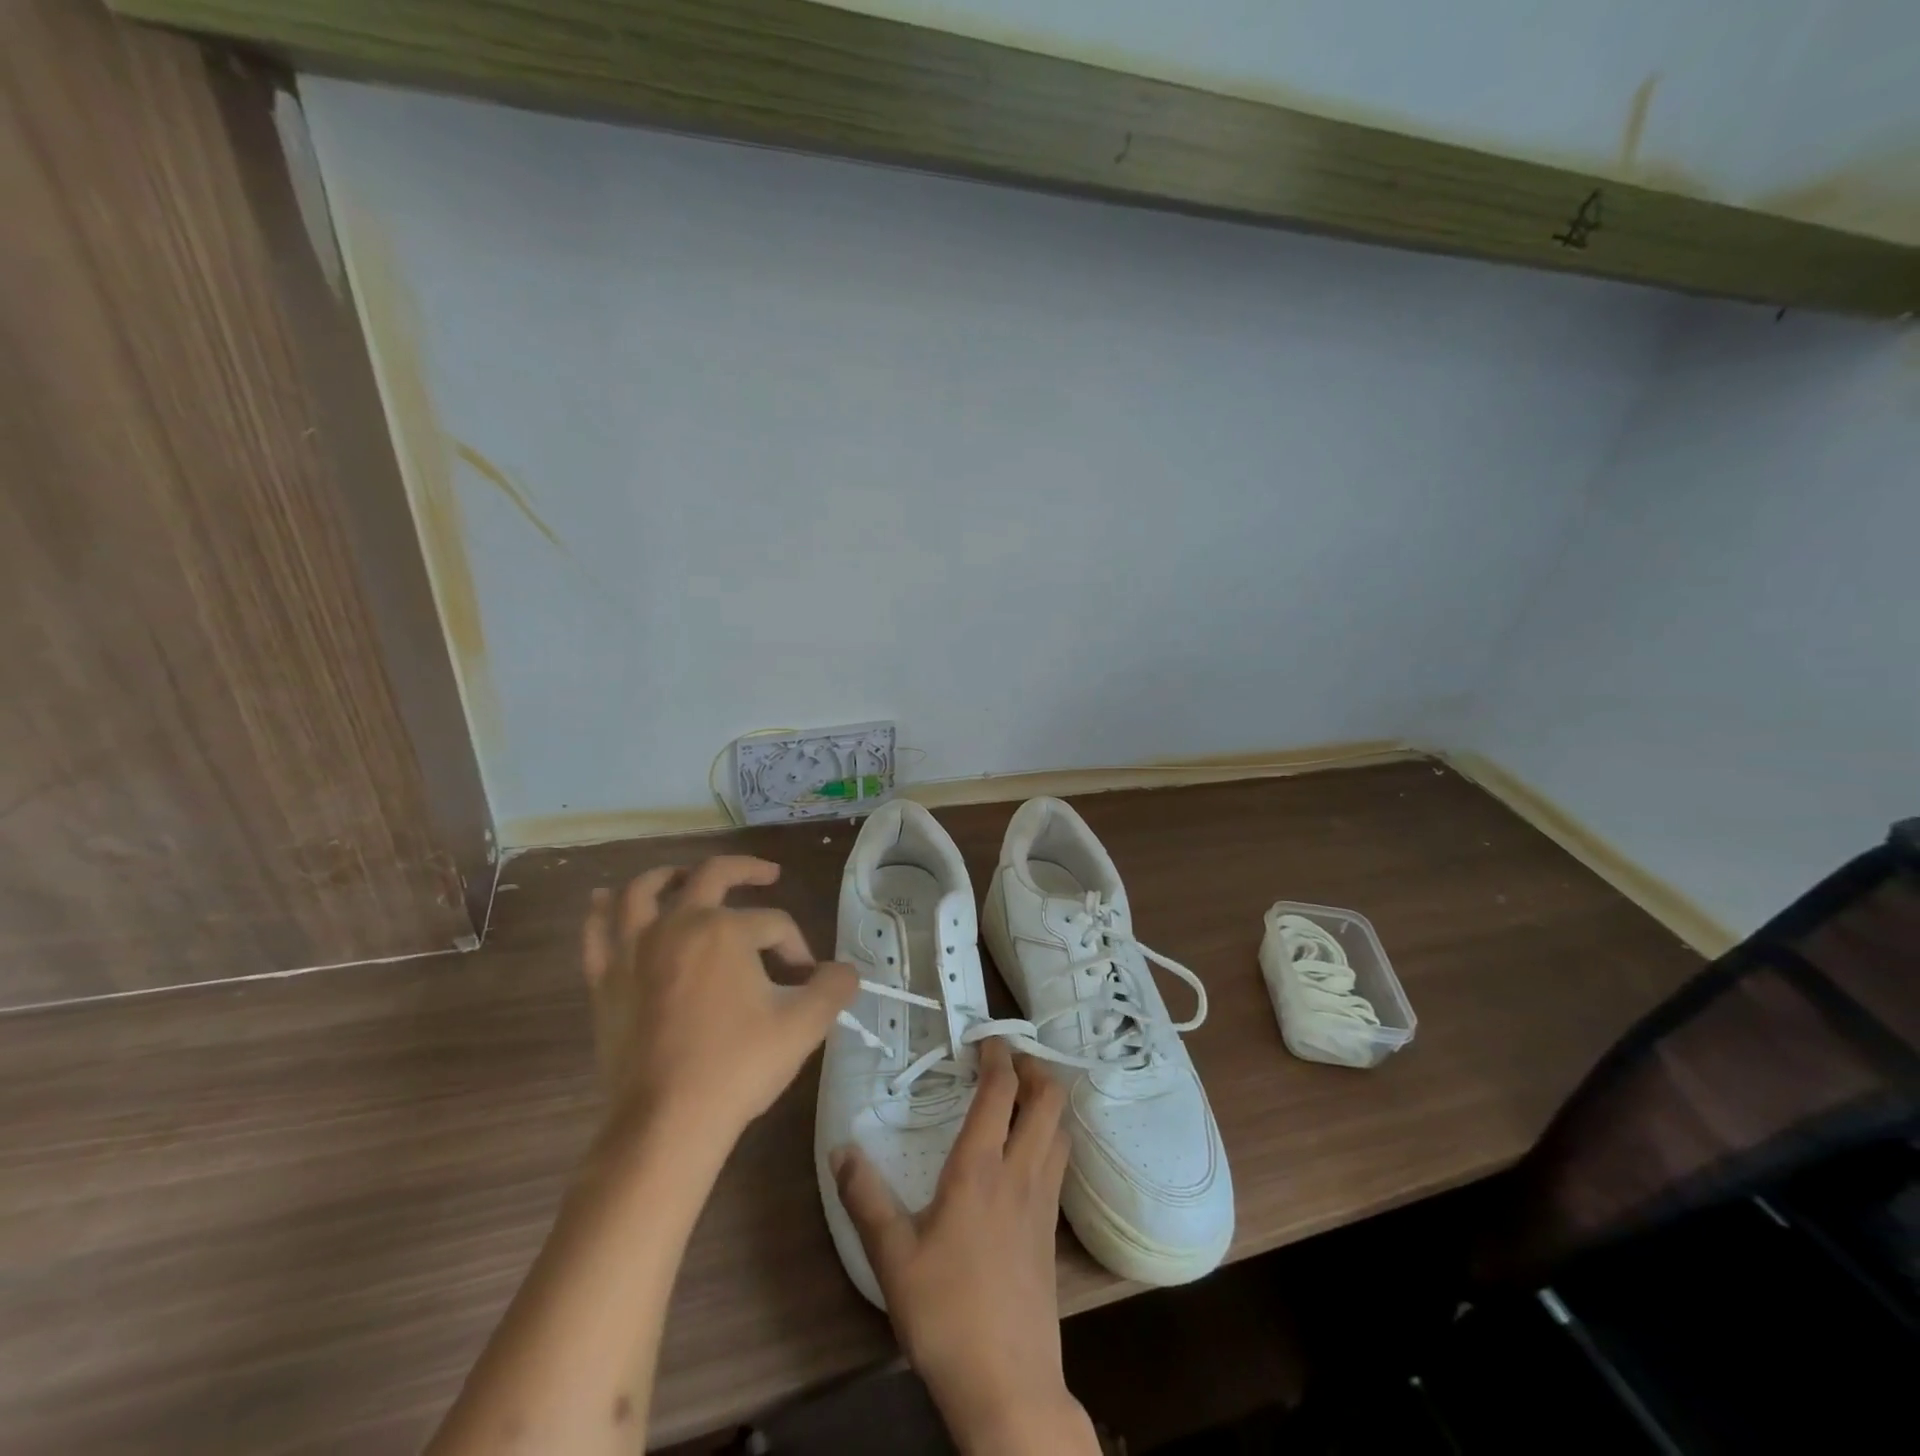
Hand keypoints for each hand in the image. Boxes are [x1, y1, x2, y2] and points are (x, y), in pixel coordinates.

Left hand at [582, 856, 857, 1149]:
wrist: (666, 1123)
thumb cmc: (737, 1067)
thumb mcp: (804, 1025)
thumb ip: (834, 987)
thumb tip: (846, 970)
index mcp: (725, 929)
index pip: (774, 923)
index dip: (796, 946)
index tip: (806, 979)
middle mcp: (677, 924)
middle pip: (712, 875)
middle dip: (747, 870)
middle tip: (768, 875)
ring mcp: (634, 949)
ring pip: (644, 890)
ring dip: (669, 875)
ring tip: (686, 876)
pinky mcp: (605, 979)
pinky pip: (597, 930)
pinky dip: (603, 909)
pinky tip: (605, 900)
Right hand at [831, 1041, 1099, 1454]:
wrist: (1008, 1386)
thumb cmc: (946, 1314)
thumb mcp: (891, 1257)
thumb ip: (865, 1197)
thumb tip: (841, 1148)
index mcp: (980, 1169)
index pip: (1000, 1090)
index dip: (997, 1053)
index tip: (983, 1036)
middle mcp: (1020, 1172)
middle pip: (1048, 1099)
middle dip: (1033, 1066)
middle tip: (1007, 1058)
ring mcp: (1043, 1200)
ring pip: (1060, 1129)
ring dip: (1047, 1100)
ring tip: (1021, 1093)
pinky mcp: (1052, 1229)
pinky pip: (1059, 1161)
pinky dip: (1050, 1135)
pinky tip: (1027, 1150)